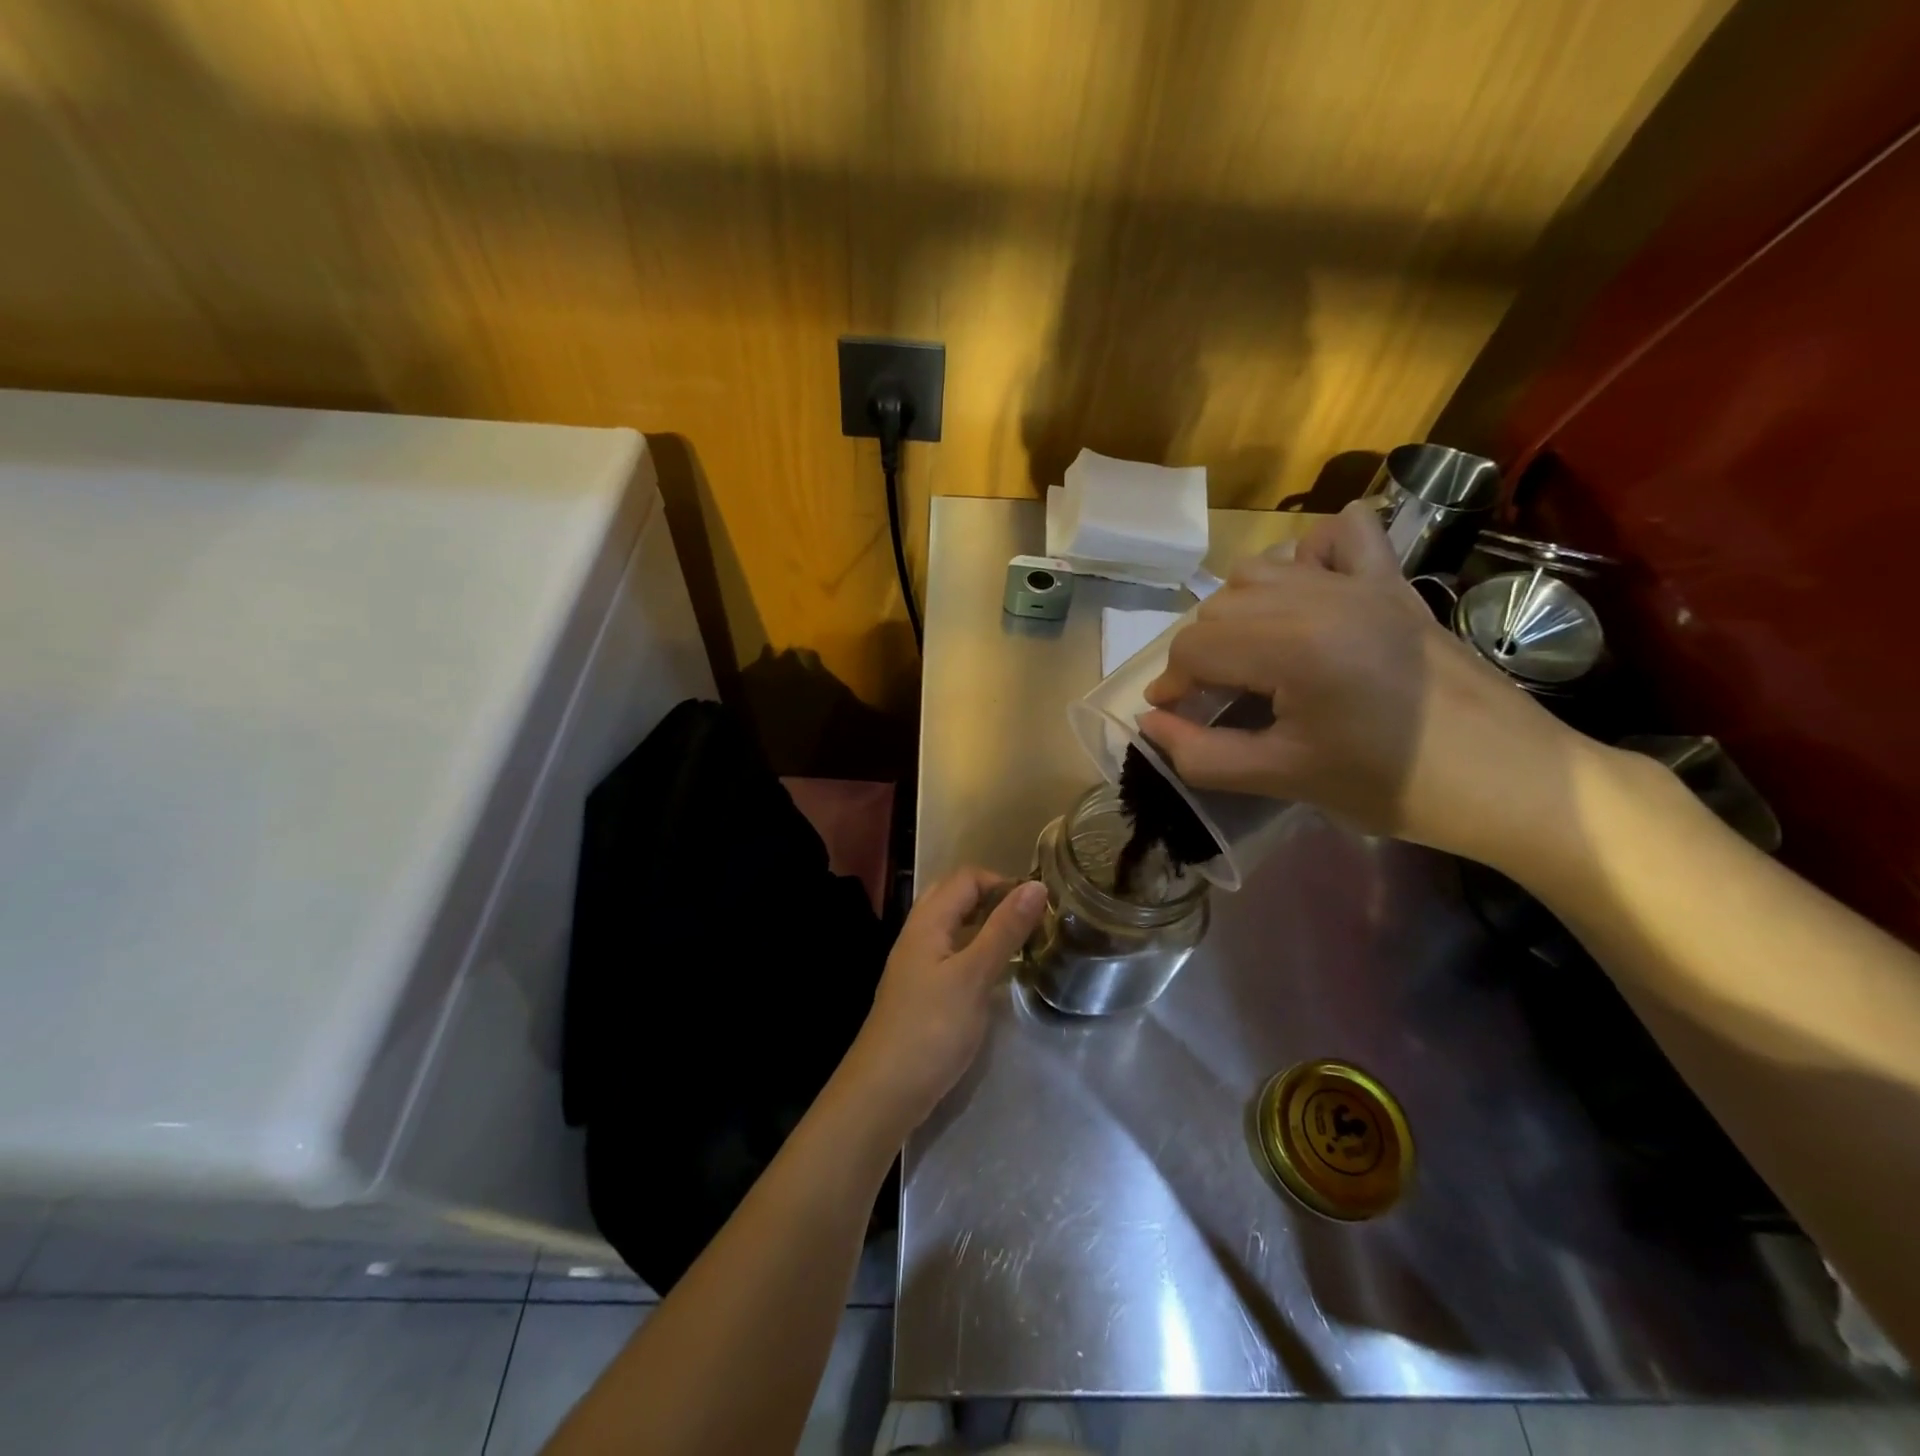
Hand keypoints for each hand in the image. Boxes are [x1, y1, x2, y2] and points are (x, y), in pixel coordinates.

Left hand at [838, 869, 1047, 1132]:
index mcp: (927, 921)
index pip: (967, 877)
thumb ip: (1004, 930)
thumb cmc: (931, 1029)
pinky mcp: (922, 990)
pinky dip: (976, 951)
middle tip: (1028, 922)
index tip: (1038, 906)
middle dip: (994, 899)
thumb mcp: (974, 976)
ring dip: (986, 925)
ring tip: (1021, 943)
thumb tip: (1036, 886)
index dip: (1003, 882)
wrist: (884, 1092)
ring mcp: (917, 963)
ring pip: (954, 926)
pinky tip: (996, 973)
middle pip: (956, 896)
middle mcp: (919, 934)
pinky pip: (952, 953)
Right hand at [1139, 501, 1585, 866]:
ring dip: (1238, 612)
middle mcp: (1321, 597)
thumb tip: (1150, 725)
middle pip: (1219, 607)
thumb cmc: (1395, 787)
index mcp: (1294, 647)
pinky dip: (1308, 555)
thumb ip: (1202, 755)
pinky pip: (1339, 537)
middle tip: (1213, 702)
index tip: (1173, 718)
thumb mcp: (1285, 779)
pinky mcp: (1395, 582)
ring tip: (1250, 658)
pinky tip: (1307, 591)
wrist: (1513, 781)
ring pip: (1261, 571)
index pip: (1196, 647)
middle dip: (1200, 655)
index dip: (1171, 685)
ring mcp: (1363, 581)